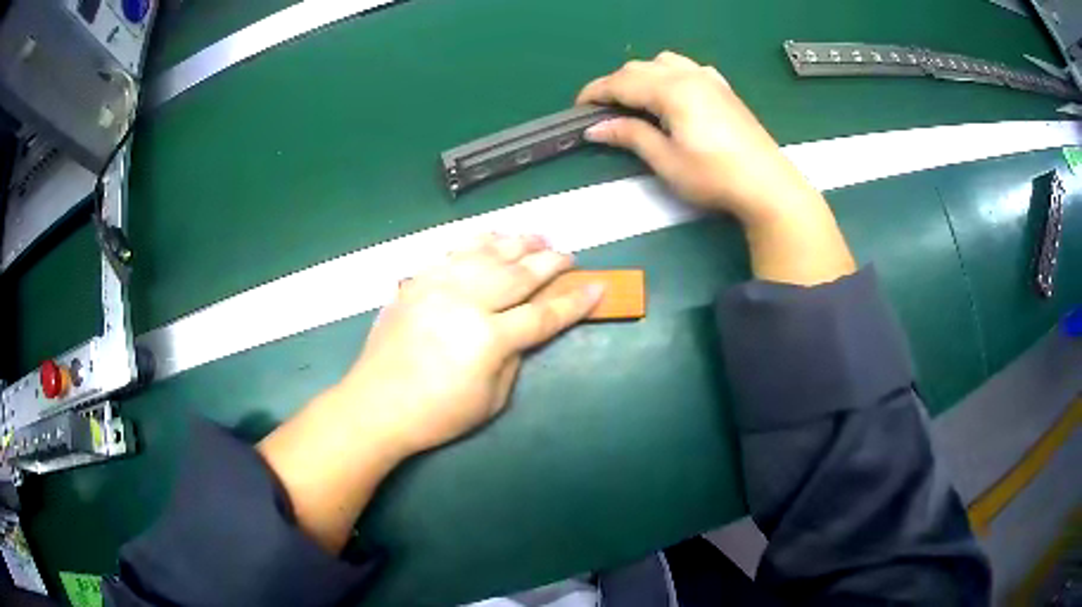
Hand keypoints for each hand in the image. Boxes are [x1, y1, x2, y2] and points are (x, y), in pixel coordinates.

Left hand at [337, 233, 603, 456]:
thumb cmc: (436, 414)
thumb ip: (513, 359)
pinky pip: (453, 253)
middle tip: (570, 255)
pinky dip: (477, 242)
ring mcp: (438, 286)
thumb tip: (522, 332)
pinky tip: (492, 237)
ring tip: (538, 236)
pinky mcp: (417, 282)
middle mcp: (466, 302)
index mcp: (488, 338)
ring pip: (487, 253)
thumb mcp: (491, 401)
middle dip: (550, 262)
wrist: (376, 404)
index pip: (543, 314)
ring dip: (517, 242)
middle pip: (519, 273)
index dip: (574, 302)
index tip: (596, 286)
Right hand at [577, 51, 819, 226]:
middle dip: (615, 84)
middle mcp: (689, 75)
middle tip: (604, 111)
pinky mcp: (724, 89)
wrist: (767, 185)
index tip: (578, 109)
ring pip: (663, 61)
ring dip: (642, 75)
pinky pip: (687, 68)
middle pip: (639, 67)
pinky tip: (673, 95)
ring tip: (636, 101)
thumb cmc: (715, 177)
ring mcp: (709, 79)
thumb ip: (631, 137)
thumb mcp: (667, 161)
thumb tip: (596, 128)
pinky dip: (668, 74)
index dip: (596, 92)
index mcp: (672, 90)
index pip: (622, 82)